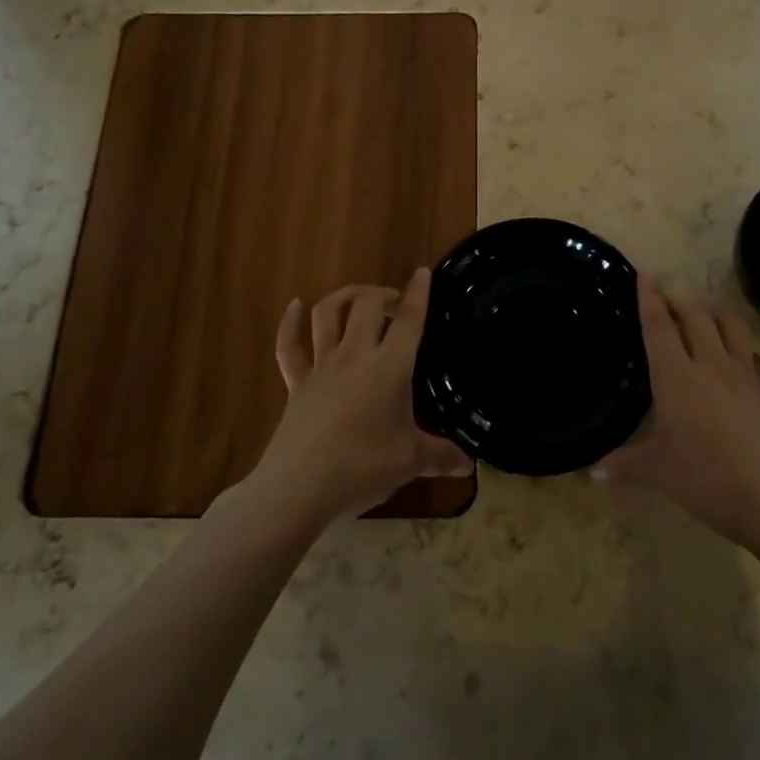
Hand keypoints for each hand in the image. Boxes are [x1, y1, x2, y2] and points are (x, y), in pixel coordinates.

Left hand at [254, 269, 473, 522]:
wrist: (299, 487)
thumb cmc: (362, 466)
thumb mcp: (410, 462)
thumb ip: (440, 457)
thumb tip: (470, 464)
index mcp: (390, 366)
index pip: (409, 320)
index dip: (418, 294)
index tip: (422, 272)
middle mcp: (355, 355)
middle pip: (367, 305)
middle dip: (383, 294)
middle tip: (396, 304)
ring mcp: (322, 366)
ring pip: (328, 314)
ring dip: (344, 296)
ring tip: (358, 296)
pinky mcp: (296, 383)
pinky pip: (289, 346)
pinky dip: (289, 323)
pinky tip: (294, 305)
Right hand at [595, 279, 759, 562]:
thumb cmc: (710, 480)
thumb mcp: (660, 474)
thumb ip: (625, 465)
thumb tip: (593, 472)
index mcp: (676, 375)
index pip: (658, 326)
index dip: (649, 298)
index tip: (645, 274)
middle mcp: (711, 363)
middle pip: (694, 316)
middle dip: (678, 301)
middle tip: (666, 299)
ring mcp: (747, 374)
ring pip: (730, 325)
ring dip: (712, 313)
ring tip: (703, 316)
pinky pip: (755, 356)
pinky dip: (743, 348)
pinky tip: (742, 362)